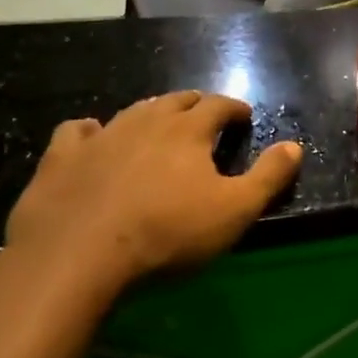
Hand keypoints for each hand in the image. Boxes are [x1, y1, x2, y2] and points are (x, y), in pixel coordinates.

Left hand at [4, 92, 301, 300]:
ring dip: (152, 113)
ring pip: (133, 111)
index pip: (219, 105)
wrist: (77, 256)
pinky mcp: (62, 157)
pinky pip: (78, 131)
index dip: (234, 108)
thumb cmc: (167, 233)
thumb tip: (294, 146)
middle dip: (196, 105)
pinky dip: (91, 131)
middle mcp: (147, 121)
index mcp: (189, 130)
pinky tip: (94, 139)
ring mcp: (101, 136)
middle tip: (205, 117)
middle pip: (177, 101)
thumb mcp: (234, 211)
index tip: (243, 116)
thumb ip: (268, 177)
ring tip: (159, 125)